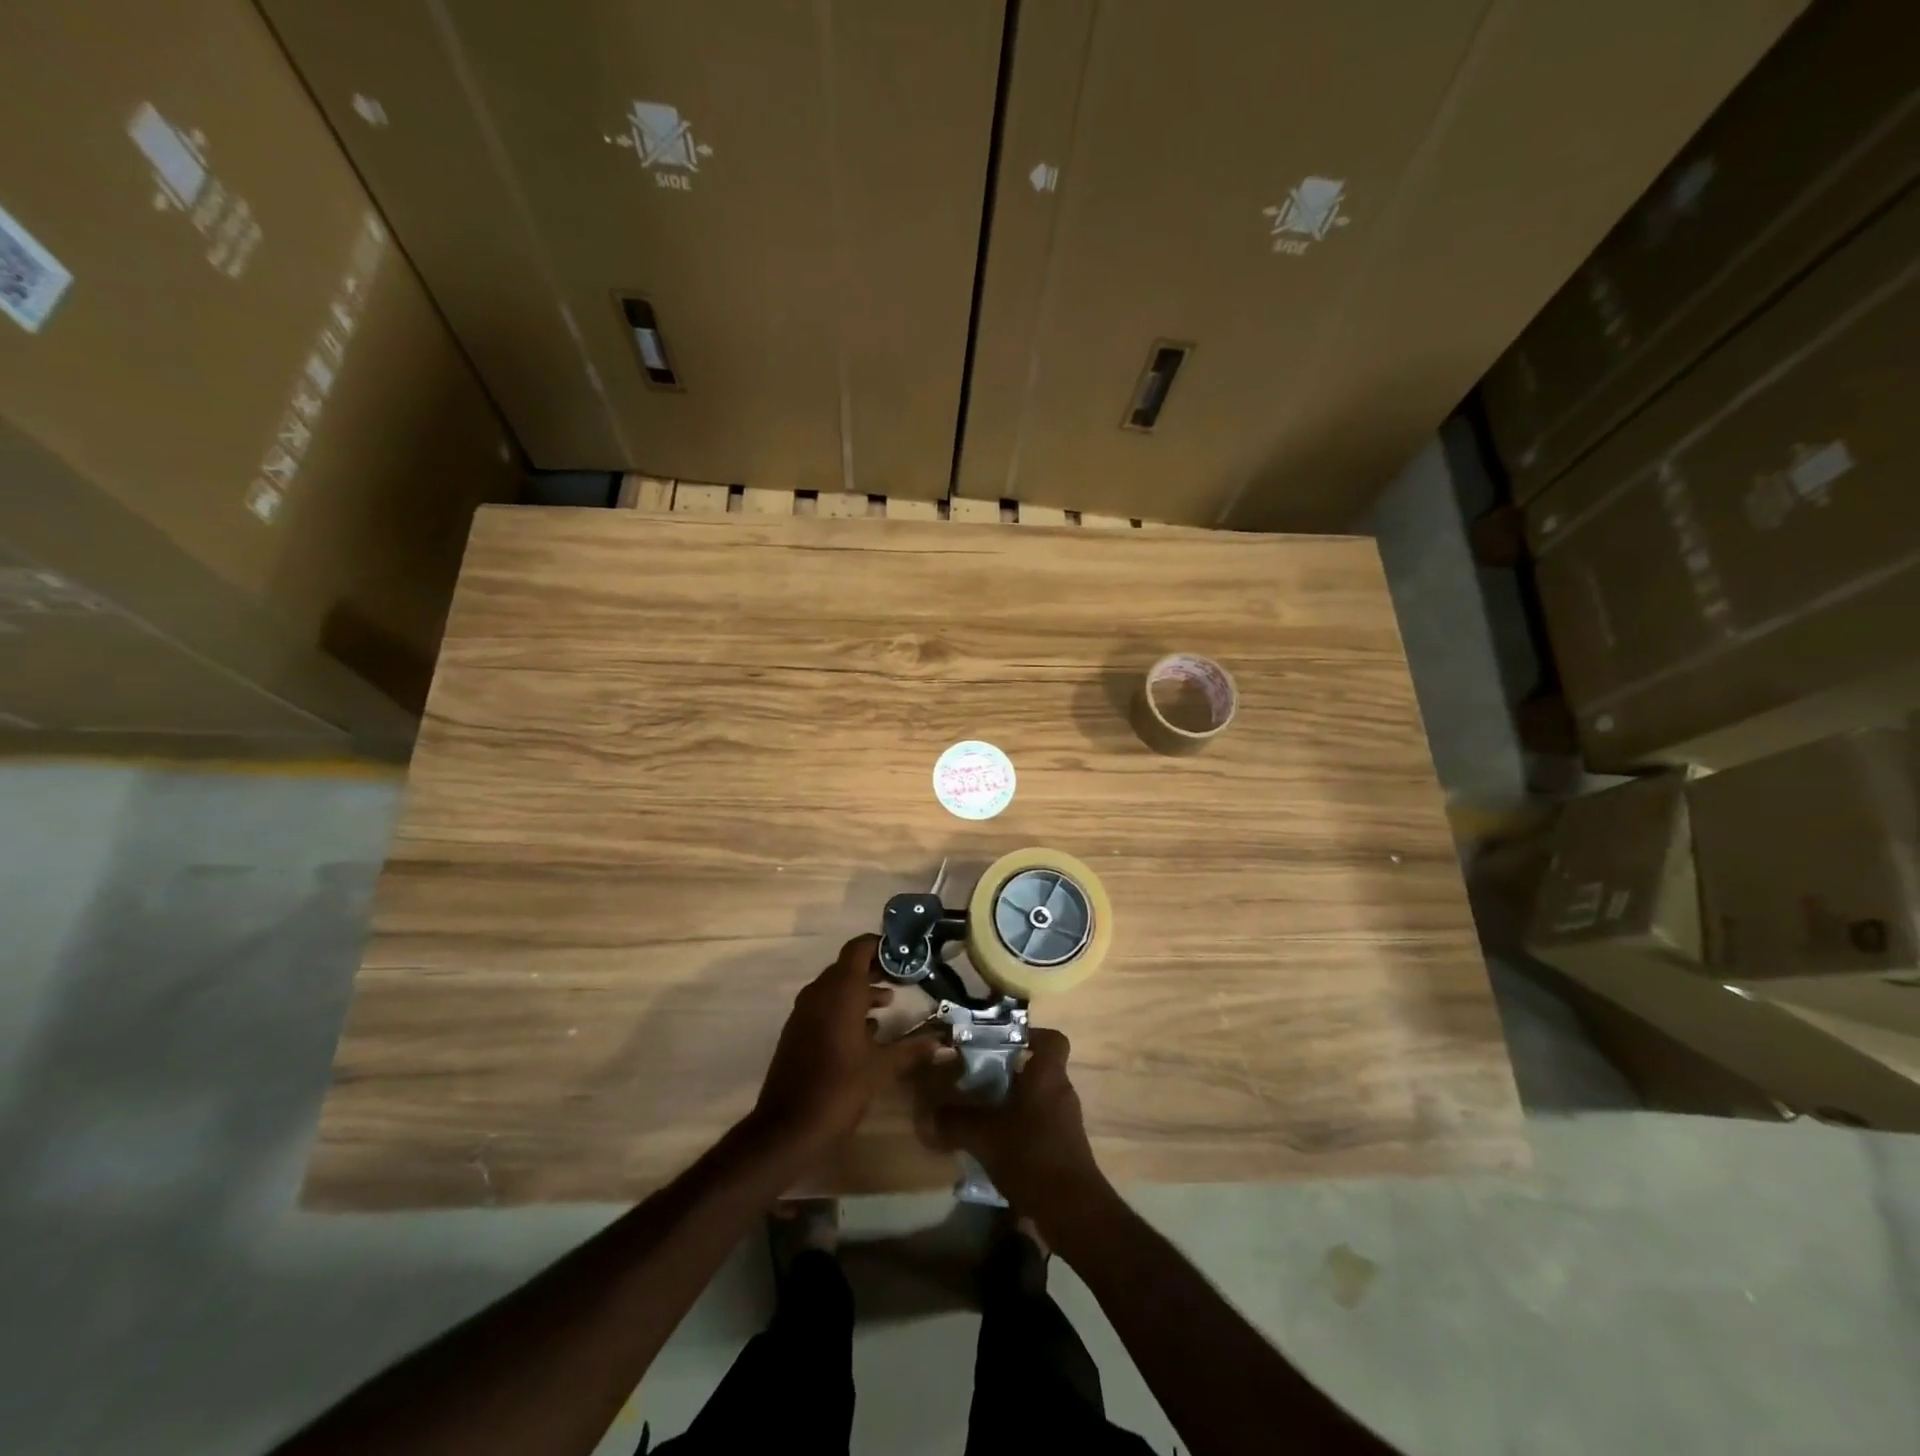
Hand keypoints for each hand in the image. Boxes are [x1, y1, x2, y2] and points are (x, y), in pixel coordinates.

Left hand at [751, 935, 935, 1155]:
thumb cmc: (839, 1088)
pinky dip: (845, 1007)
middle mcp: (819, 993)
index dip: (880, 945)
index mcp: (840, 991)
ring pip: (836, 987)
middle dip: (875, 968)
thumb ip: (913, 1049)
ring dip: (861, 990)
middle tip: (904, 976)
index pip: (858, 948)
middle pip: (848, 966)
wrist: (788, 1127)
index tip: (905, 952)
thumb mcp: (882, 1068)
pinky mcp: (797, 1031)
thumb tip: (944, 1043)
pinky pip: (824, 1005)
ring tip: (890, 1002)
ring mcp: (804, 1012)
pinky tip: (866, 1030)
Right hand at [916, 1027, 1107, 1225]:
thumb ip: (955, 1122)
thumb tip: (927, 1114)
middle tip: (978, 1077)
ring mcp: (1066, 1120)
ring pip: (1038, 1097)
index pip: (1052, 1039)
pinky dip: (1021, 1127)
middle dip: (1010, 1071)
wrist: (1073, 1211)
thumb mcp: (984, 1137)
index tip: (1001, 1042)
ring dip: (1013, 1101)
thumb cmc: (1031, 1156)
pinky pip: (1041, 1123)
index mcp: (1048, 1076)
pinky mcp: (1065, 1147)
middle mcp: (1061, 1091)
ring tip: (981, 1112)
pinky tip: (996, 1145)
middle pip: (1039, 1068)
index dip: (1030, 1035)